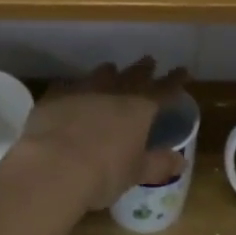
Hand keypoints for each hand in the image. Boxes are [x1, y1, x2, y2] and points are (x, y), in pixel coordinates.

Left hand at [13, 58, 190, 212]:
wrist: (52, 167)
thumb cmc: (103, 172)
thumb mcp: (135, 173)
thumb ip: (158, 164)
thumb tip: (180, 160)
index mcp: (139, 108)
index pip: (164, 90)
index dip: (174, 80)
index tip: (182, 71)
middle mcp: (113, 92)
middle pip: (133, 75)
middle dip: (143, 69)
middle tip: (149, 61)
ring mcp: (81, 91)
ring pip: (100, 74)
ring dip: (108, 72)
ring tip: (111, 69)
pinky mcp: (54, 98)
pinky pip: (66, 86)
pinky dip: (73, 87)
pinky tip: (69, 90)